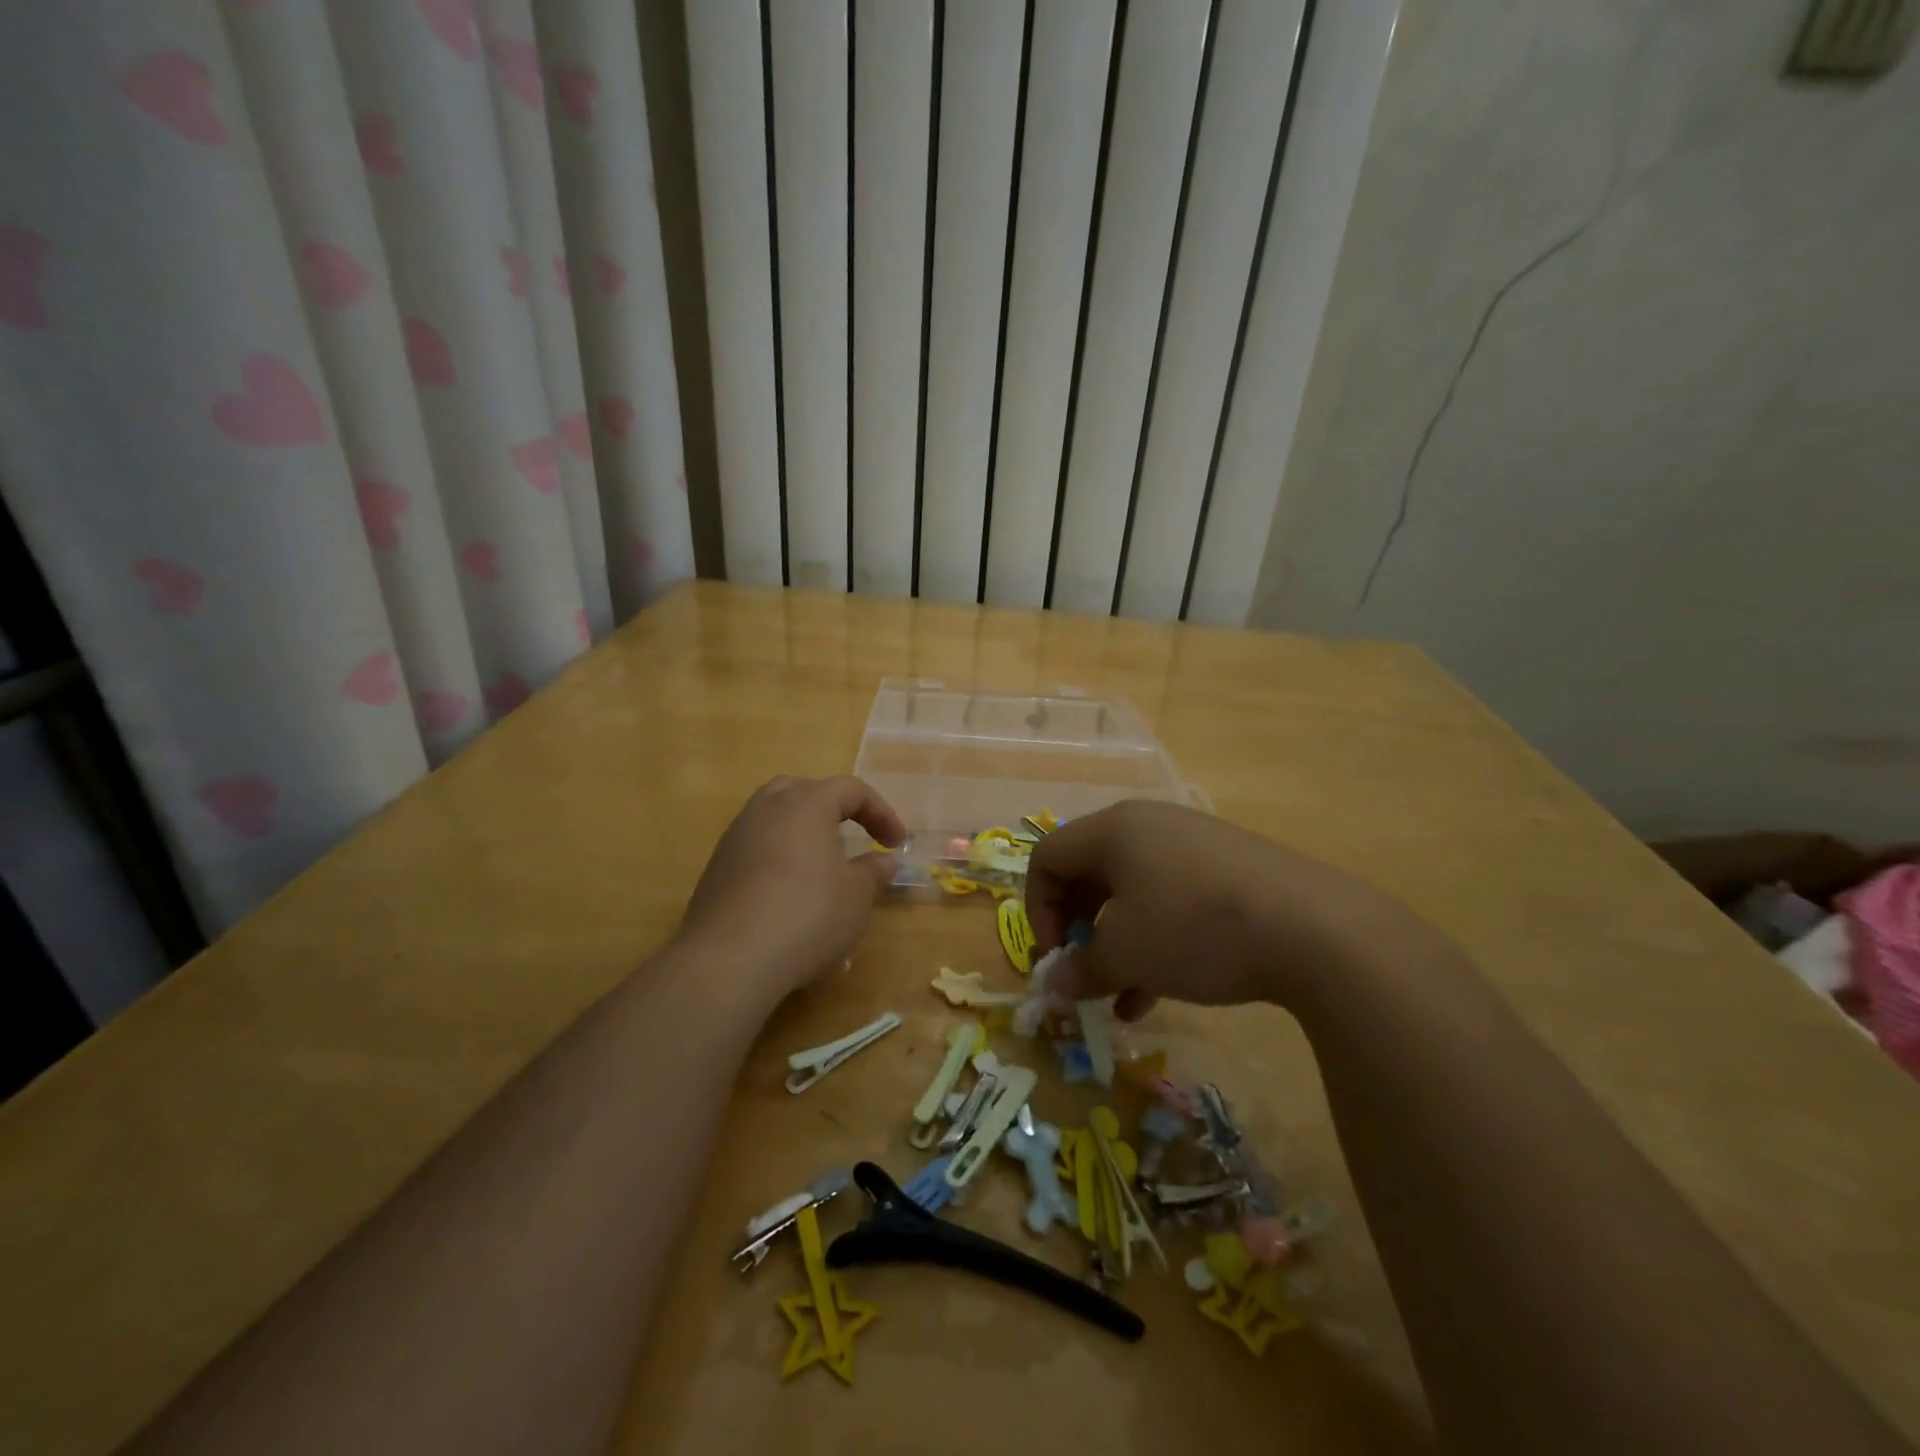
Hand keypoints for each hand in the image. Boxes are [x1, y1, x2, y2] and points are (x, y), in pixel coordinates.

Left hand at [678, 775, 905, 998]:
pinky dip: (778, 860)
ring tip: (821, 866)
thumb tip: (882, 860)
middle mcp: (766, 810)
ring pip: (774, 819)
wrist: (729, 961)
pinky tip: (789, 895)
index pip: (850, 789)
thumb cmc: (807, 916)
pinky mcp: (716, 870)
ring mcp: (735, 838)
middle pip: (804, 791)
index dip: (880, 812)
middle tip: (852, 836)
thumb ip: (873, 871)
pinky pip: (756, 849)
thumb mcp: (857, 896)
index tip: (896, 844)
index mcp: (806, 804)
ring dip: (802, 834)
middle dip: (833, 809)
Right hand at [1027, 800, 1425, 1018]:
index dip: (1037, 908)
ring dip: (1118, 944)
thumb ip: (1082, 970)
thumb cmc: (1195, 929)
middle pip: (1088, 872)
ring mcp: (1193, 843)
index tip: (1056, 956)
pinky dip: (1157, 939)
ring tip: (1122, 998)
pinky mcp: (1229, 867)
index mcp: (1114, 830)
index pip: (1047, 857)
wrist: (1315, 929)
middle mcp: (1149, 825)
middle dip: (1078, 928)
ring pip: (1132, 891)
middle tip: (1086, 972)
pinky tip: (1162, 992)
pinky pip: (1172, 897)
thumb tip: (1056, 987)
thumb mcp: (1128, 955)